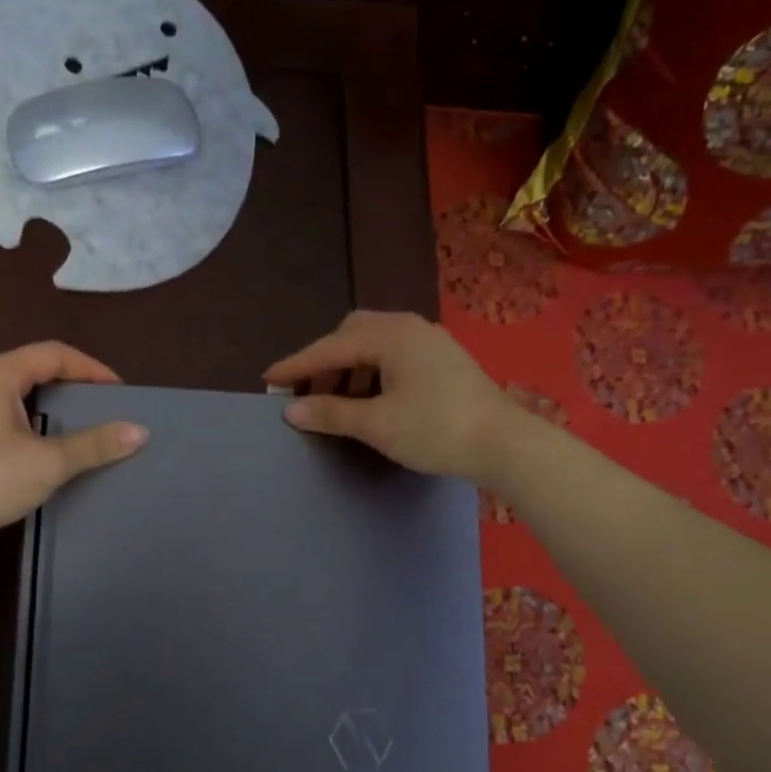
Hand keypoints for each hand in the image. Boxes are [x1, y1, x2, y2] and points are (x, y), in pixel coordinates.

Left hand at [0, 342, 146, 555]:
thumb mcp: (48, 462)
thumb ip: (94, 444)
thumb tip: (139, 431)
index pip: (54, 354)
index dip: (91, 369)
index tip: (119, 393)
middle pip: (33, 370)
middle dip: (72, 387)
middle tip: (103, 410)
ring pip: (15, 396)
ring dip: (50, 409)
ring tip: (79, 431)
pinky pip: (1, 418)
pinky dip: (29, 426)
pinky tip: (43, 453)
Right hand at [264, 311, 513, 481]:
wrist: (503, 443)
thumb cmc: (435, 429)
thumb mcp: (376, 424)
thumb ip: (331, 413)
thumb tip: (292, 411)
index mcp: (391, 334)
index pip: (331, 347)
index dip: (297, 365)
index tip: (268, 379)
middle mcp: (409, 328)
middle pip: (352, 336)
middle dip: (325, 363)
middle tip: (308, 394)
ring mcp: (429, 343)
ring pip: (374, 348)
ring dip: (348, 371)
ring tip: (336, 404)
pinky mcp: (442, 361)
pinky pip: (394, 359)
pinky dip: (372, 376)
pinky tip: (369, 402)